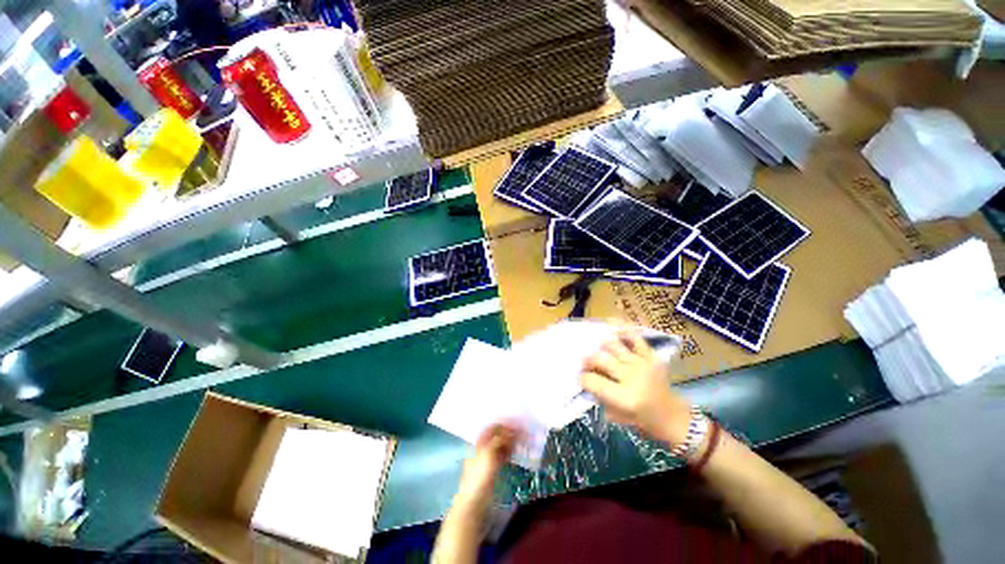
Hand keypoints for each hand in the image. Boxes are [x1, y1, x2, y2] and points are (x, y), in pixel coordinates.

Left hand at [453, 424, 520, 512]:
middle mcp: (483, 446)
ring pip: (502, 444)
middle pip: (499, 434)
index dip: (506, 424)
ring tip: (524, 440)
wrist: (474, 503)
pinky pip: (504, 454)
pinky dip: (511, 451)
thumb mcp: (488, 453)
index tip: (519, 423)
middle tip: (524, 432)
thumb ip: (500, 439)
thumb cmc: (479, 476)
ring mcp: (488, 457)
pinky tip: (519, 451)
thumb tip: (512, 431)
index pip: (493, 426)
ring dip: (513, 441)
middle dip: (511, 432)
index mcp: (478, 440)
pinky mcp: (493, 468)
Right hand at [581, 327, 692, 445]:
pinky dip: (622, 329)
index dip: (582, 378)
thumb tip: (586, 379)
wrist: (673, 418)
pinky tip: (612, 326)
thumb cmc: (643, 421)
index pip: (592, 380)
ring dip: (600, 346)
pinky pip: (635, 338)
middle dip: (588, 360)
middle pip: (600, 359)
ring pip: (613, 345)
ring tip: (597, 349)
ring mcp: (642, 364)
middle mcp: (631, 377)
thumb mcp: (616, 416)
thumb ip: (599, 397)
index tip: (580, 378)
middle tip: (585, 364)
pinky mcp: (651, 356)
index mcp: (623, 397)